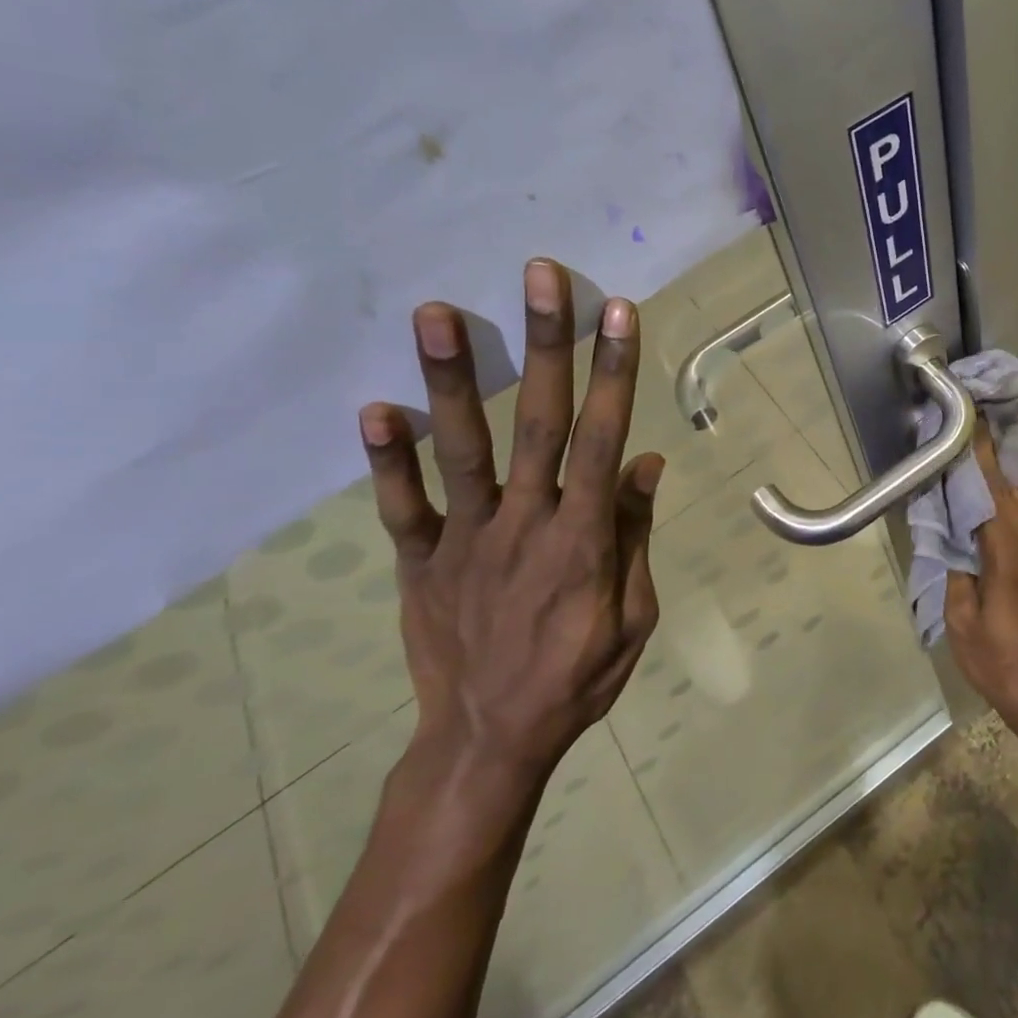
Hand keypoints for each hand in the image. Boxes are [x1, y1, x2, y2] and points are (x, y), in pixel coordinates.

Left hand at [356, 260, 662, 817]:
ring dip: (450, 379)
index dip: (612, 373)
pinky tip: (375, 409)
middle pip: (537, 423)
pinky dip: (387, 460)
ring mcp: (466, 540)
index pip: (602, 439)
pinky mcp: (420, 562)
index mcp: (583, 539)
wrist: (490, 741)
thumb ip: (634, 535)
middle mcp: (525, 524)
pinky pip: (401, 507)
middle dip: (544, 346)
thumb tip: (643, 462)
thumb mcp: (634, 617)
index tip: (617, 313)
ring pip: (462, 450)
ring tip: (436, 312)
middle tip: (540, 276)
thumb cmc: (578, 677)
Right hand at [942, 431, 1017, 725]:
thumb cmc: (998, 663)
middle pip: (1015, 496)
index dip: (981, 463)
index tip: (972, 429)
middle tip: (965, 448)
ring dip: (1001, 491)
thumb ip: (957, 572)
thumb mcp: (961, 622)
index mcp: (1012, 559)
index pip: (994, 498)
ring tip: (973, 479)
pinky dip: (1010, 513)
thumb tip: (955, 540)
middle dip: (991, 470)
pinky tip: (991, 519)